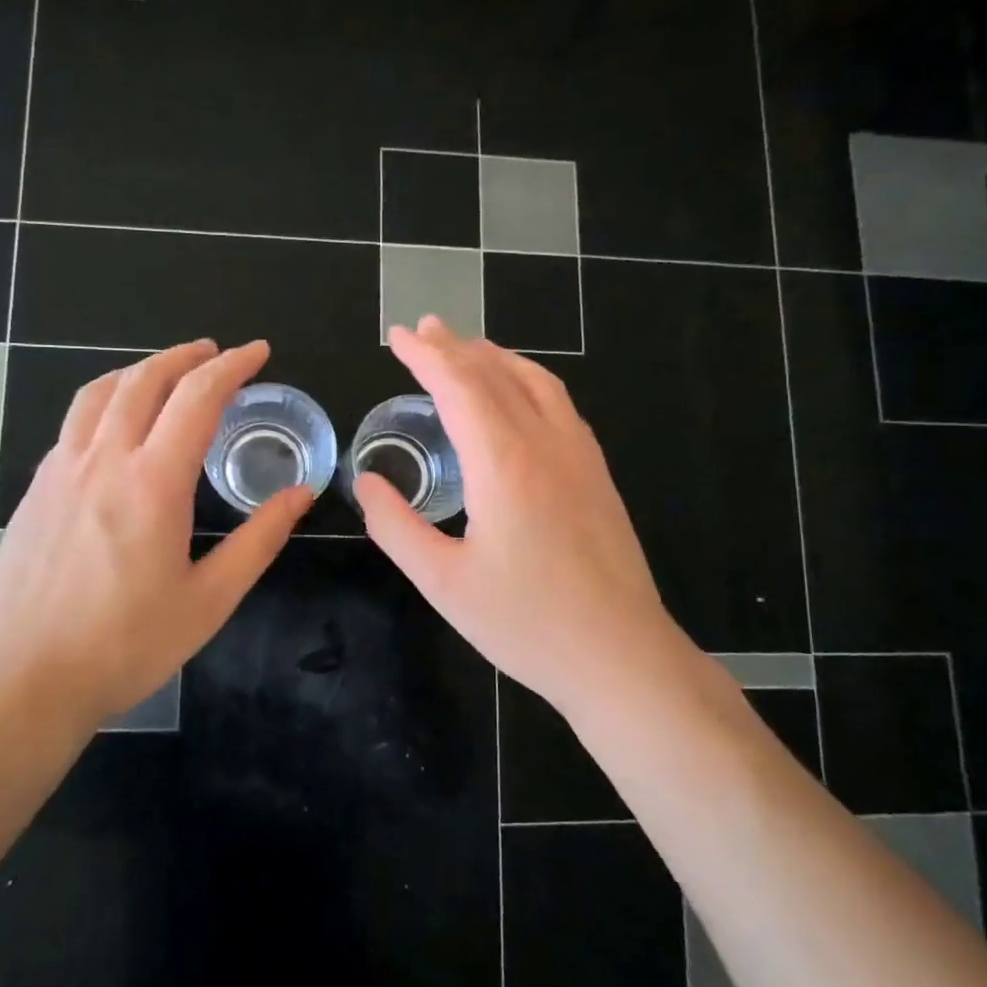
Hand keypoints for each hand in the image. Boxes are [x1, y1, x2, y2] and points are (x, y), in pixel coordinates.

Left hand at [0, 339, 311, 730]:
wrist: (22, 681)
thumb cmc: (125, 646)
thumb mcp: (209, 600)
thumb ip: (259, 539)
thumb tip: (302, 493)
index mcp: (153, 482)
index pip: (197, 397)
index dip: (232, 366)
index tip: (258, 353)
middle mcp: (103, 460)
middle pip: (145, 379)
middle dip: (186, 356)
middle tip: (216, 353)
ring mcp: (60, 471)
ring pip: (99, 393)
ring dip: (140, 370)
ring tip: (166, 372)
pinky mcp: (34, 490)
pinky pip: (73, 423)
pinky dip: (105, 401)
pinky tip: (116, 426)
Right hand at [354, 317, 674, 717]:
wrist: (620, 656)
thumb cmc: (526, 623)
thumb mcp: (442, 583)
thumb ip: (396, 526)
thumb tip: (366, 484)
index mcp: (503, 462)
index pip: (458, 386)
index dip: (424, 356)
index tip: (397, 336)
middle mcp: (545, 443)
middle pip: (496, 374)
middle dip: (455, 346)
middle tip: (423, 329)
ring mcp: (580, 455)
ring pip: (536, 382)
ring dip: (496, 357)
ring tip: (466, 348)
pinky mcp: (597, 474)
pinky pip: (559, 404)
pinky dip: (528, 380)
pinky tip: (519, 394)